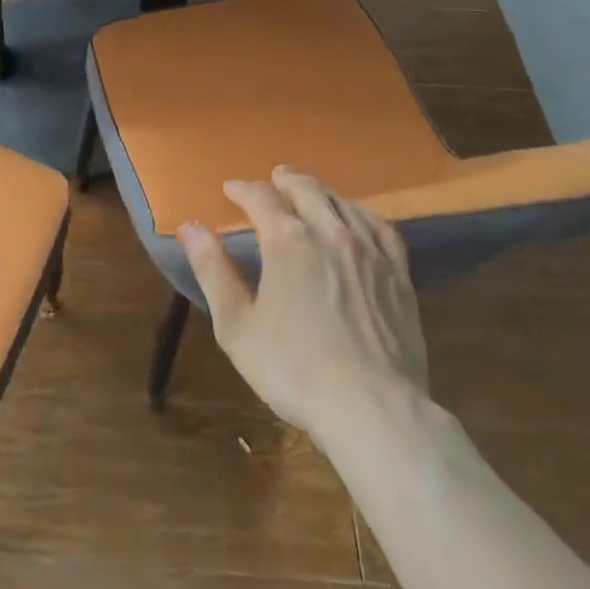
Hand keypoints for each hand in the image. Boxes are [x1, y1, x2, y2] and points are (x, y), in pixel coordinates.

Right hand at [176, 166, 428, 439]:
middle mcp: (329, 232)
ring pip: (343, 203)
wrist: (373, 409)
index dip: (243, 190)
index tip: (230, 190)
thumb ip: (212, 270)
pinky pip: (381, 228)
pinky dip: (362, 214)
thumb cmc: (294, 369)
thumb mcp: (236, 324)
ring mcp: (369, 251)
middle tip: (274, 179)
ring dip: (321, 192)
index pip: (261, 197)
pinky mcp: (399, 275)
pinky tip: (358, 220)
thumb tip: (190, 227)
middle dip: (285, 180)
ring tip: (311, 193)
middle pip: (306, 189)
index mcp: (287, 240)